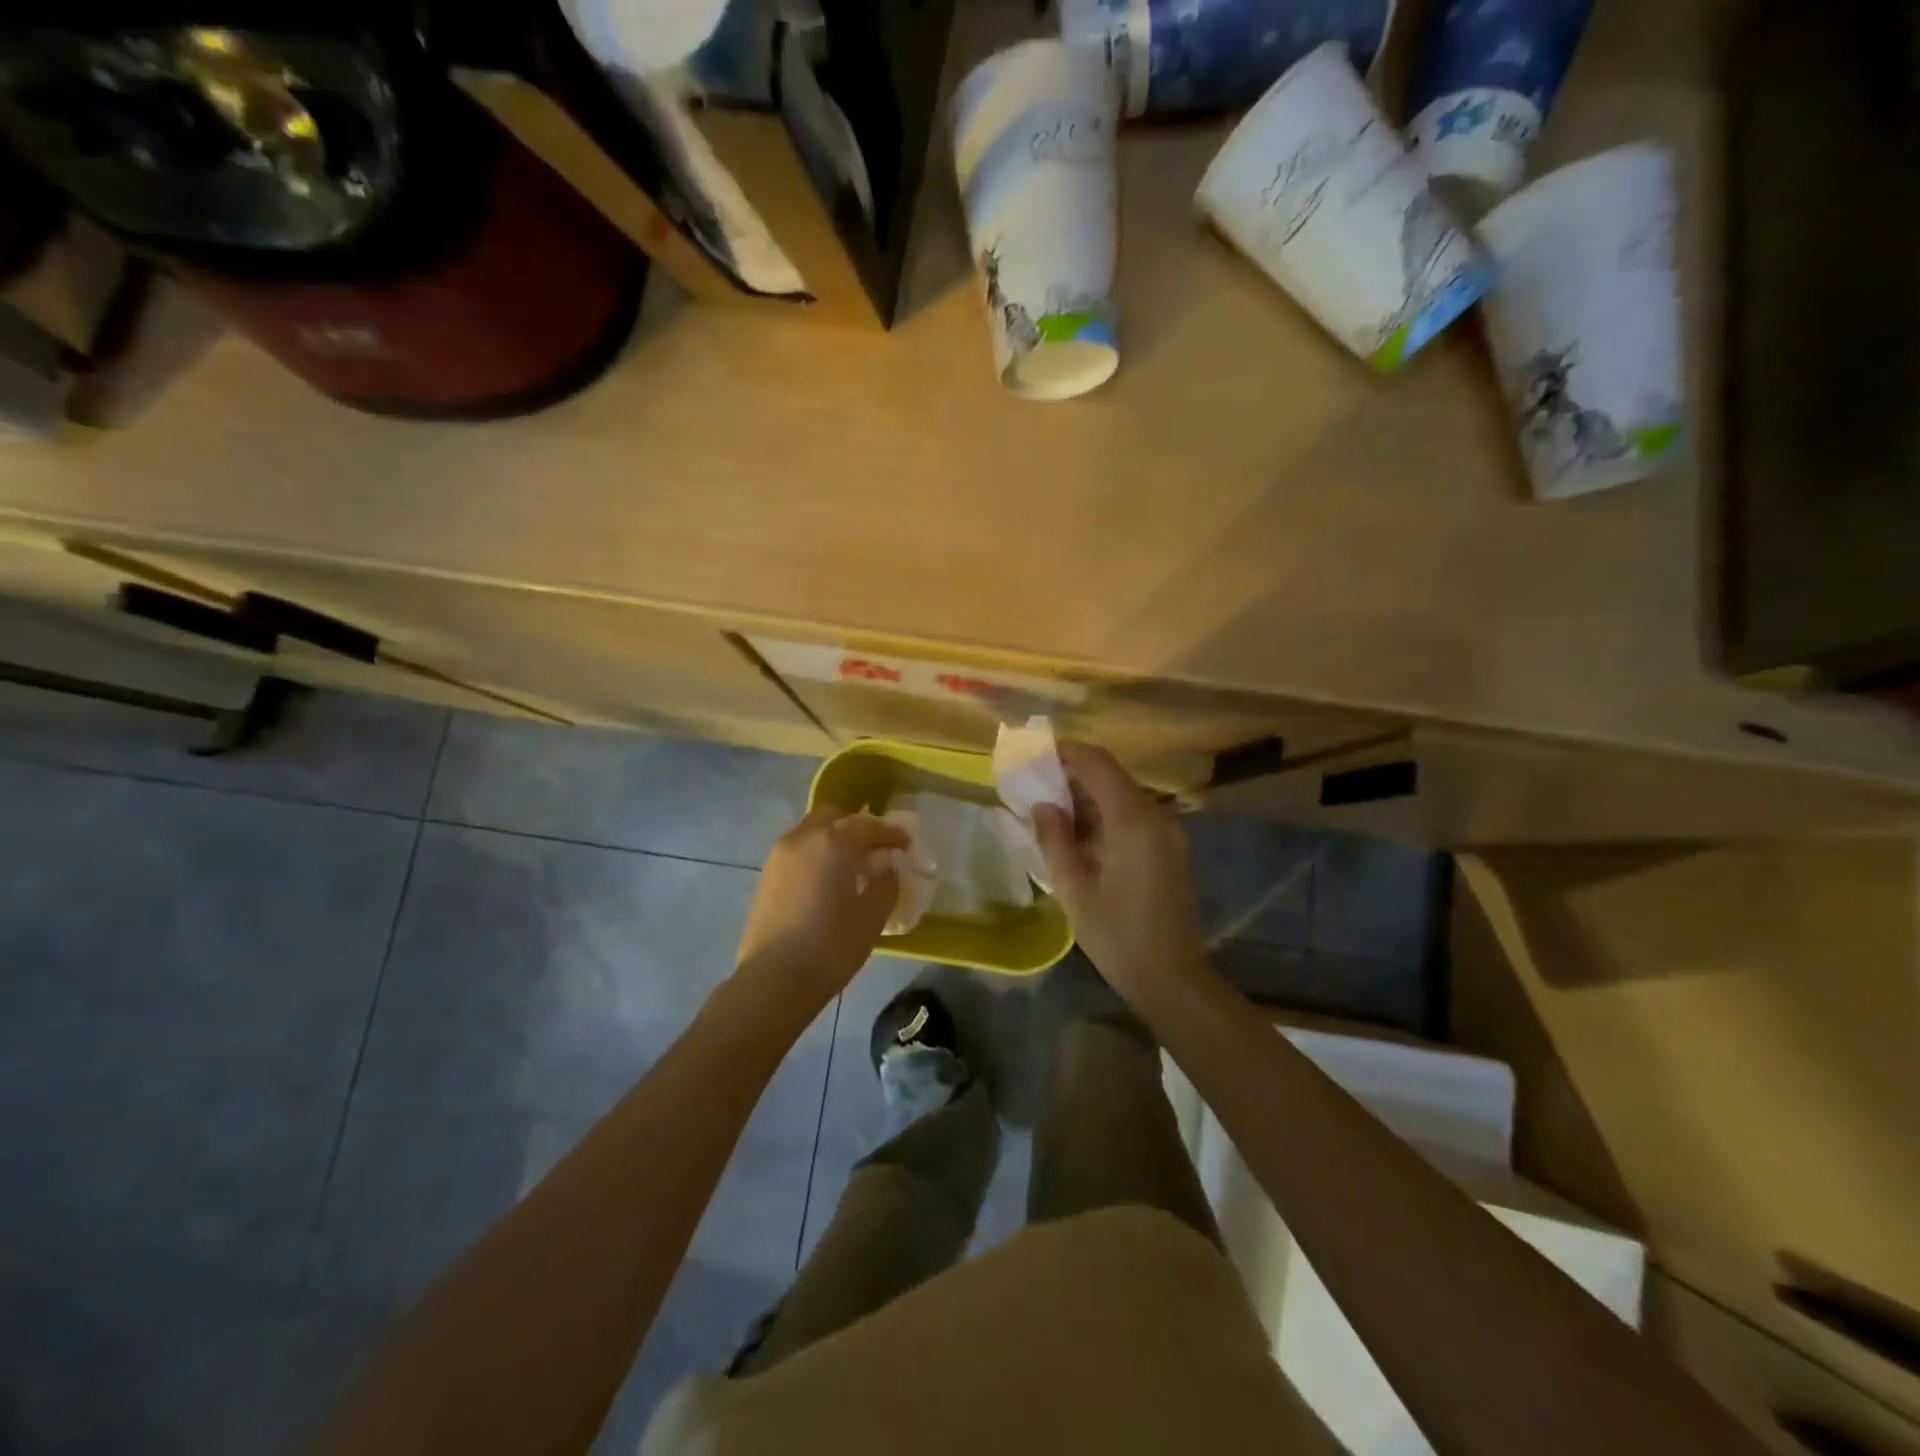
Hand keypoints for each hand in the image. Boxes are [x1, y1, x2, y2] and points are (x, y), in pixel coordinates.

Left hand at [736, 807, 907, 1010]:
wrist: (772, 980)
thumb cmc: (829, 947)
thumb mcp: (871, 918)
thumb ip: (885, 885)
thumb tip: (886, 870)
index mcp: (832, 844)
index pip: (868, 826)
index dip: (891, 833)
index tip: (906, 844)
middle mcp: (803, 839)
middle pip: (833, 817)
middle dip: (856, 827)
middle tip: (874, 849)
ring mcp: (779, 856)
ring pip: (811, 832)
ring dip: (833, 840)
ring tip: (850, 866)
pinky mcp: (766, 877)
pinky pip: (797, 851)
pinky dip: (815, 855)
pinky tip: (826, 881)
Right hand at [1032, 743, 1207, 1003]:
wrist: (1173, 979)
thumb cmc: (1118, 936)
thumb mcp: (1074, 890)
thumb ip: (1054, 840)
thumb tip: (1043, 804)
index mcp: (1132, 820)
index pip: (1099, 763)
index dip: (1067, 753)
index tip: (1036, 758)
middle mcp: (1156, 816)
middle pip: (1113, 776)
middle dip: (1074, 776)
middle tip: (1038, 790)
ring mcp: (1169, 833)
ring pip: (1124, 796)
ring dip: (1090, 798)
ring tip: (1054, 817)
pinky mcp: (1172, 849)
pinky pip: (1136, 817)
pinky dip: (1107, 816)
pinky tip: (1083, 840)